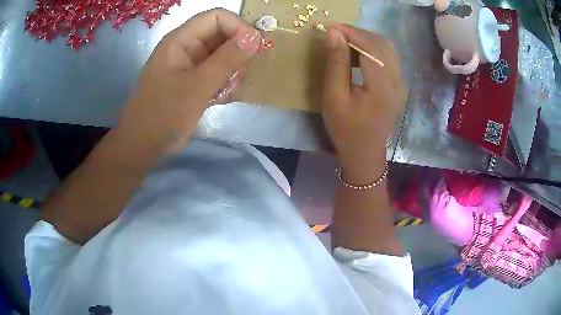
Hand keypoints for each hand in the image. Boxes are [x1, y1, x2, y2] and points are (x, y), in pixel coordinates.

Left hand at [116, 9, 260, 154]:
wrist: (142, 146)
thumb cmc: (163, 115)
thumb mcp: (197, 86)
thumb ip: (227, 59)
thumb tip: (256, 37)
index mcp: (181, 40)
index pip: (217, 17)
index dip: (238, 28)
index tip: (253, 50)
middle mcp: (186, 47)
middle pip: (222, 35)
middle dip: (236, 55)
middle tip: (237, 78)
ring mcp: (190, 64)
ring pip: (223, 56)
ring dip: (231, 73)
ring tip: (225, 93)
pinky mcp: (193, 81)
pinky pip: (217, 73)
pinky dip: (224, 84)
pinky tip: (219, 100)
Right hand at [322, 24, 405, 181]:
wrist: (365, 152)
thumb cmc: (346, 129)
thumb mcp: (334, 97)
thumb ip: (336, 63)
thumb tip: (333, 33)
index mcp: (383, 87)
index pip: (371, 47)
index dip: (352, 32)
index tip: (331, 27)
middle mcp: (398, 81)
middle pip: (382, 44)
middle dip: (359, 34)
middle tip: (336, 35)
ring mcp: (401, 83)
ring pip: (387, 49)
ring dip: (366, 40)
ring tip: (345, 43)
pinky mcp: (399, 85)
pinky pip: (389, 58)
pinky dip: (373, 50)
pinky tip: (358, 55)